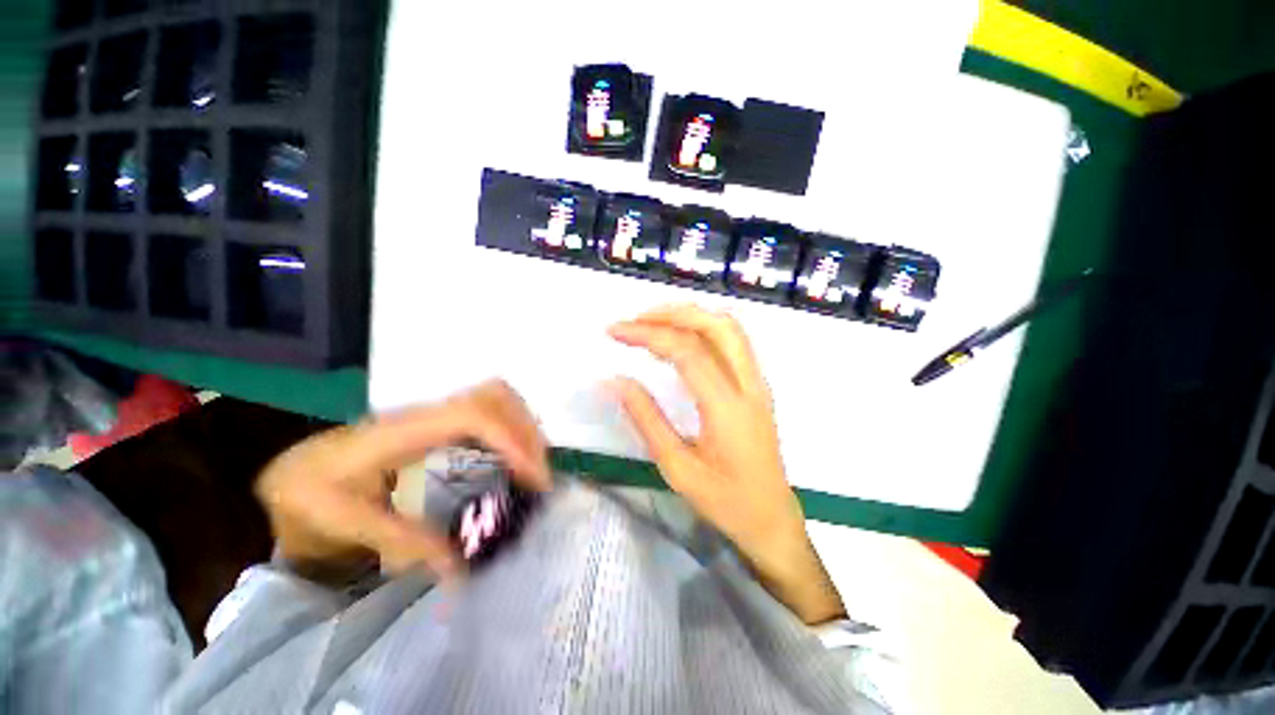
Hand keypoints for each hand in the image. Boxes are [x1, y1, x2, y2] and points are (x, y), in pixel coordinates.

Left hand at [255, 380, 550, 581]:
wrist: (294, 472)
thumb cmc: (308, 496)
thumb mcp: (344, 524)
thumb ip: (402, 541)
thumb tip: (460, 566)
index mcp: (402, 431)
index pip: (472, 415)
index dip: (511, 438)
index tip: (533, 477)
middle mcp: (427, 412)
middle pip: (494, 395)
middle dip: (526, 430)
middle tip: (539, 474)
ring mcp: (437, 414)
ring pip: (496, 397)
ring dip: (523, 426)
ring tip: (533, 467)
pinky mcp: (442, 423)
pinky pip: (490, 411)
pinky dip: (512, 428)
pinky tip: (514, 459)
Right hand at [608, 305, 844, 623]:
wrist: (772, 520)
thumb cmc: (725, 502)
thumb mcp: (677, 468)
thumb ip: (646, 419)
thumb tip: (615, 380)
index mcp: (728, 408)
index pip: (687, 351)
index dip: (647, 334)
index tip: (614, 332)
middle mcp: (749, 385)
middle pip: (716, 325)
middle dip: (672, 313)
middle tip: (635, 320)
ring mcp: (758, 383)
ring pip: (729, 328)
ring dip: (690, 316)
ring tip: (653, 322)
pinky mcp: (757, 386)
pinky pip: (733, 342)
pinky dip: (703, 328)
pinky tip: (681, 337)